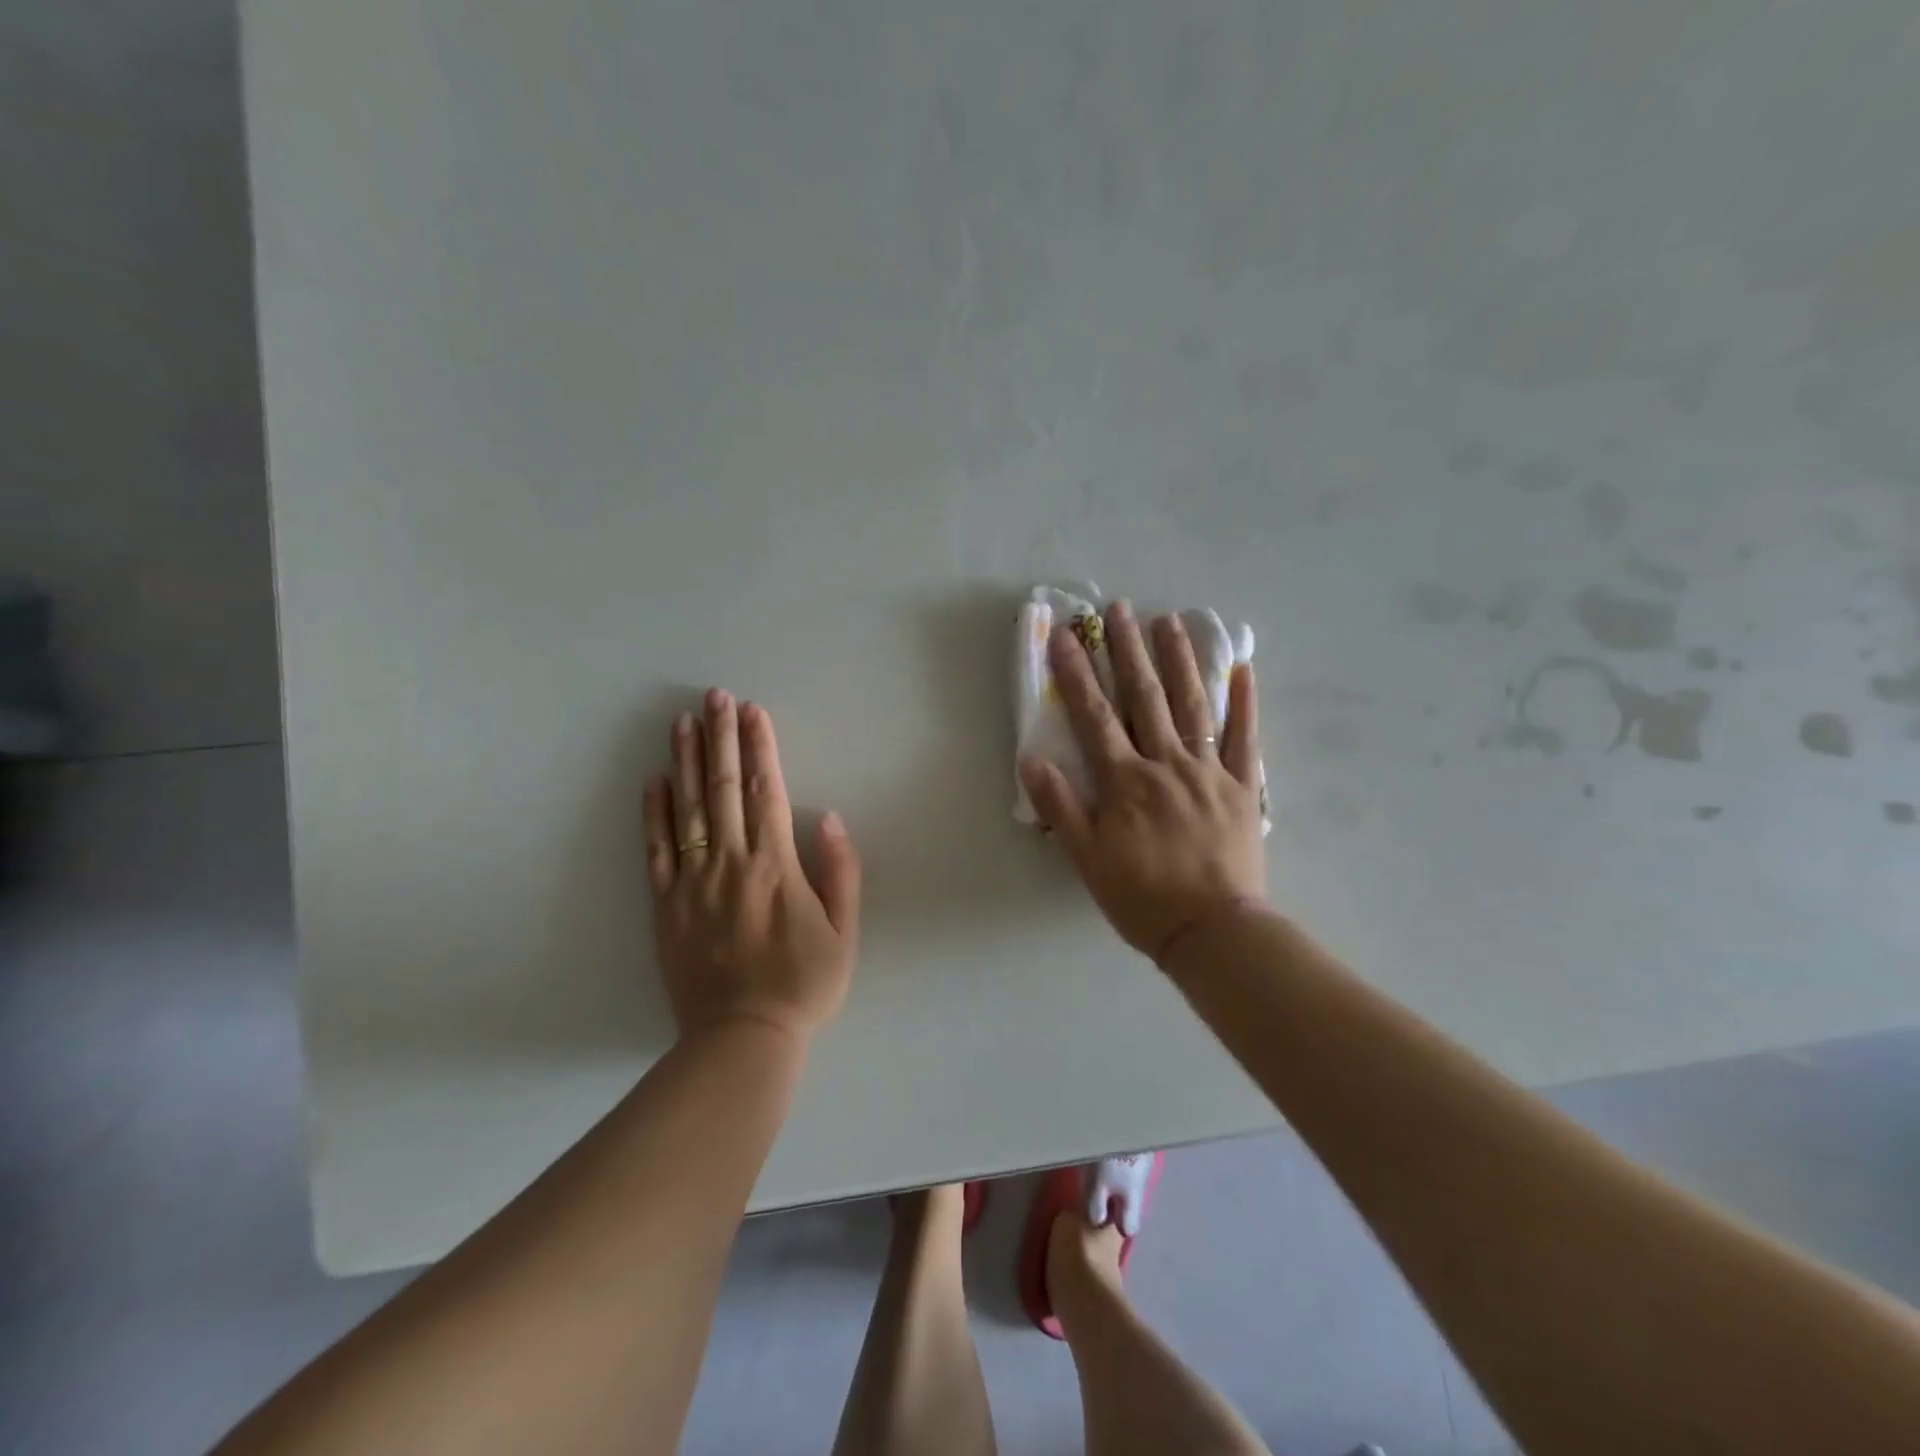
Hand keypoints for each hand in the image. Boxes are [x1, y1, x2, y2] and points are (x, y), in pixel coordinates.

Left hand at [644, 691, 861, 1041]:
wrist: (742, 1038)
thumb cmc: (803, 985)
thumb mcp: (843, 932)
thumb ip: (839, 872)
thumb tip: (826, 817)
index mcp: (775, 866)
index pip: (766, 791)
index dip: (760, 747)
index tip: (753, 711)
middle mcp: (730, 863)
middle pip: (724, 788)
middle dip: (721, 738)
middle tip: (715, 697)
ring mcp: (692, 882)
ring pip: (688, 809)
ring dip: (687, 762)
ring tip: (683, 722)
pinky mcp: (665, 905)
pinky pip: (656, 850)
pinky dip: (654, 812)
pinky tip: (655, 780)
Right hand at [1019, 602, 1266, 963]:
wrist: (1213, 931)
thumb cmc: (1143, 898)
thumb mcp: (1087, 859)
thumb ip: (1061, 807)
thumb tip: (1032, 760)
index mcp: (1126, 781)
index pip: (1094, 716)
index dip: (1076, 674)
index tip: (1065, 636)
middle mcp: (1166, 764)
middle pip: (1144, 698)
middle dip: (1128, 650)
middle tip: (1120, 608)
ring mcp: (1210, 772)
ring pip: (1192, 706)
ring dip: (1179, 661)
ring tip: (1171, 621)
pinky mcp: (1243, 787)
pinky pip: (1245, 738)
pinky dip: (1244, 703)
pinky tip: (1241, 669)